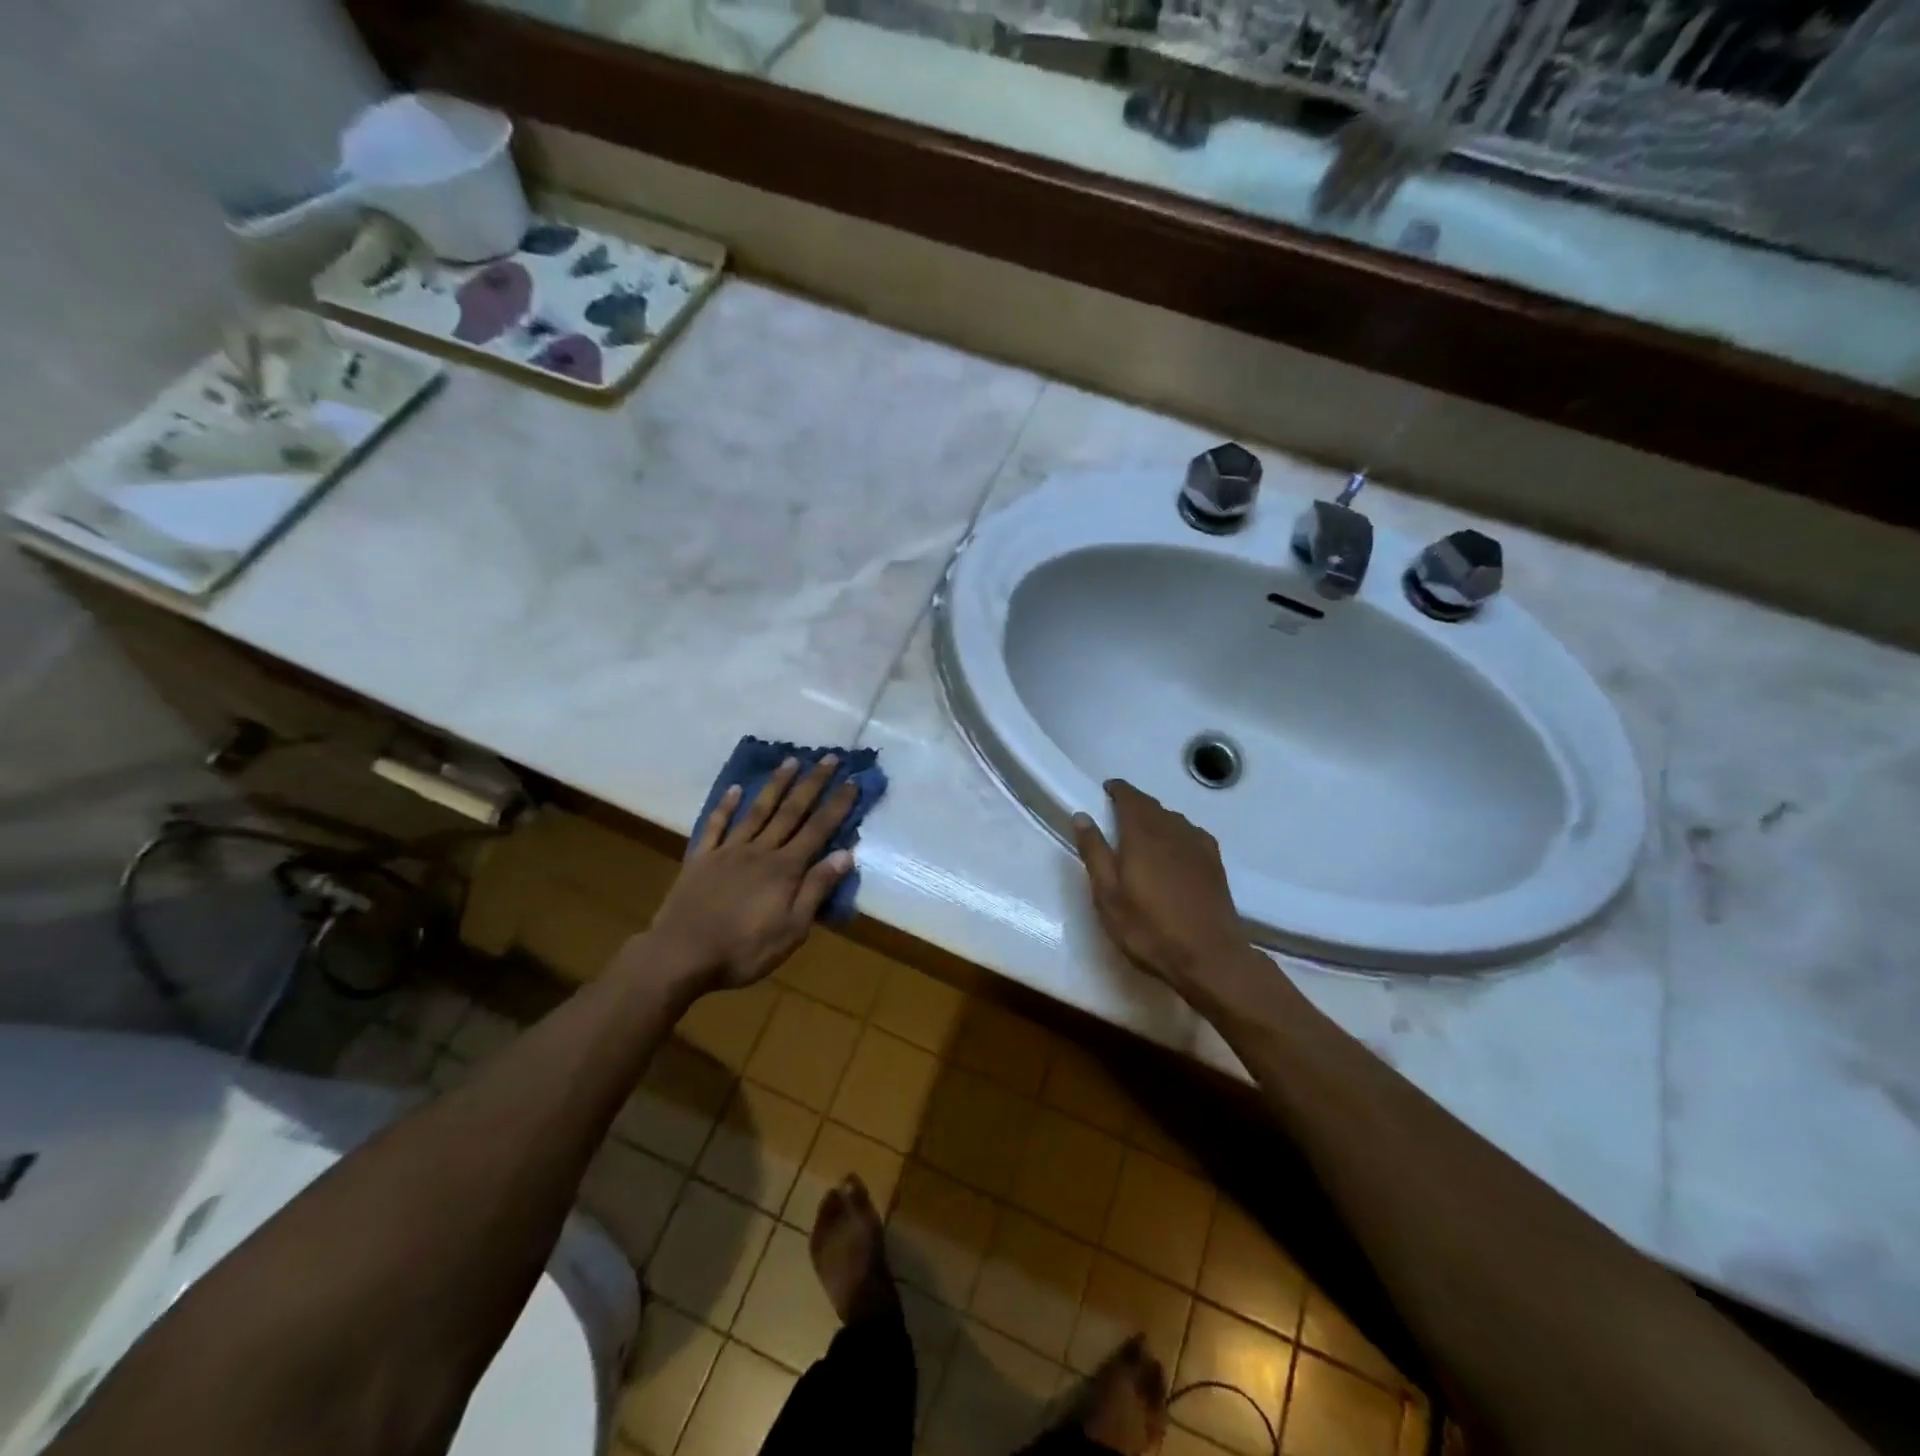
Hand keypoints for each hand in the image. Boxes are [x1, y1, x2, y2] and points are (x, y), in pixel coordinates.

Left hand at [643, 756, 859, 991]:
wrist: (681, 954)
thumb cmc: (743, 950)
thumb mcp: (792, 929)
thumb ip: (816, 889)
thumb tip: (845, 854)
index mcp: (785, 869)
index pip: (818, 830)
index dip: (837, 804)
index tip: (853, 780)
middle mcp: (760, 850)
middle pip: (791, 811)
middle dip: (813, 783)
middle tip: (829, 757)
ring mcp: (728, 851)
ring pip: (758, 811)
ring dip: (776, 785)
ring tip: (791, 761)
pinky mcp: (701, 858)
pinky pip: (716, 825)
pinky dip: (726, 806)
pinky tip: (736, 789)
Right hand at [1072, 779, 1250, 995]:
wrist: (1210, 957)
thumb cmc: (1149, 928)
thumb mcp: (1108, 895)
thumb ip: (1095, 852)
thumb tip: (1082, 816)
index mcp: (1142, 833)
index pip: (1130, 797)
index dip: (1117, 790)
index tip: (1105, 791)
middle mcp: (1172, 830)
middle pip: (1152, 805)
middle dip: (1134, 804)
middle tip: (1117, 815)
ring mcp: (1198, 845)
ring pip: (1172, 819)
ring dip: (1155, 818)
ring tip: (1141, 834)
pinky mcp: (1214, 862)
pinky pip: (1190, 834)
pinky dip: (1176, 833)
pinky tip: (1173, 850)